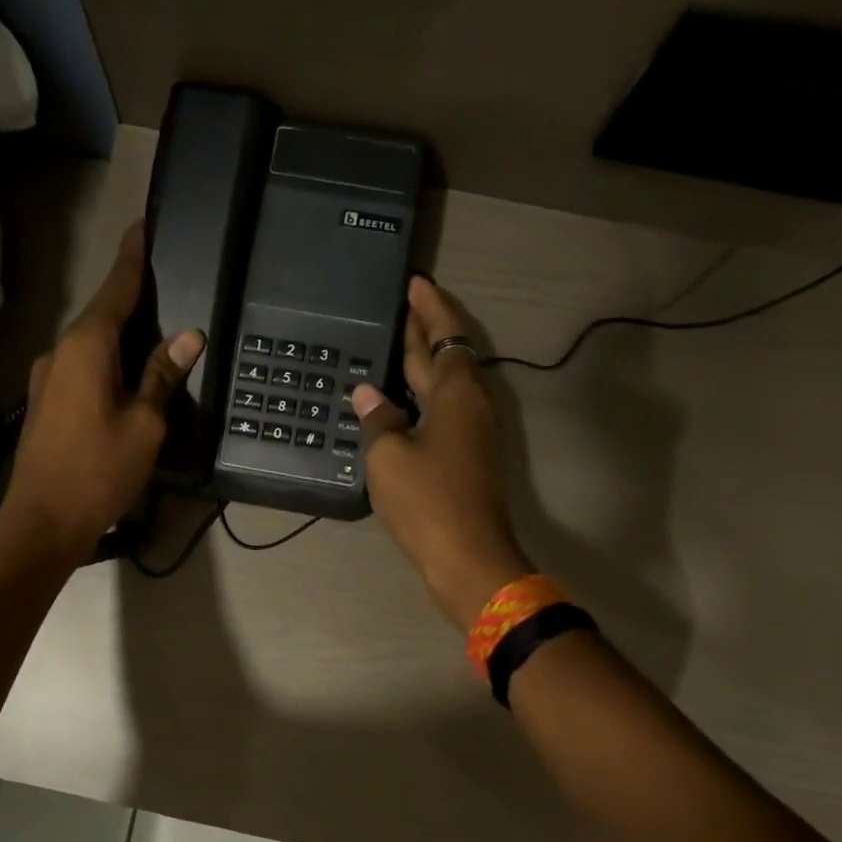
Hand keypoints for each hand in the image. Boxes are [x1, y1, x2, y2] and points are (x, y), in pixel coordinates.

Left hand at [0, 223, 203, 565]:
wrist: (42, 522)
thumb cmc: (99, 471)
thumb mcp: (145, 424)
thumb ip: (163, 375)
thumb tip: (188, 336)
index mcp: (87, 347)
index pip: (116, 289)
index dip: (133, 258)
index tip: (142, 225)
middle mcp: (61, 352)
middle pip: (101, 314)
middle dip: (129, 297)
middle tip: (162, 282)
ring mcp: (48, 379)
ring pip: (90, 344)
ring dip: (118, 334)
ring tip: (151, 332)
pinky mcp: (45, 404)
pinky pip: (81, 368)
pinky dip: (106, 361)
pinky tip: (125, 374)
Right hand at [353, 276, 534, 631]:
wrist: (467, 558)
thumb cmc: (427, 501)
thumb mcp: (389, 456)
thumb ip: (379, 419)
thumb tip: (369, 393)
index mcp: (456, 393)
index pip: (442, 336)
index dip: (429, 309)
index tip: (415, 284)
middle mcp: (470, 405)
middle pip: (447, 356)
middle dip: (426, 331)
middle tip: (404, 307)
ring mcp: (472, 434)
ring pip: (447, 385)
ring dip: (425, 363)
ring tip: (398, 347)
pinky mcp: (468, 458)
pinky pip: (444, 411)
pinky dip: (424, 396)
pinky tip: (402, 402)